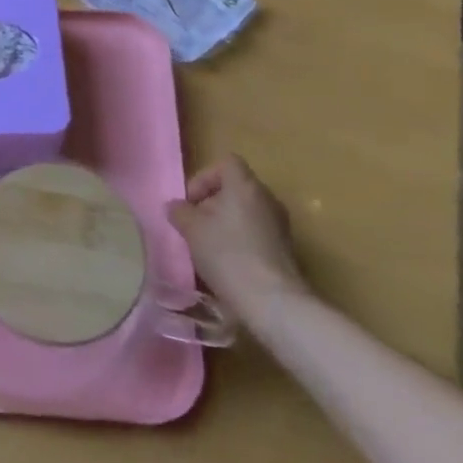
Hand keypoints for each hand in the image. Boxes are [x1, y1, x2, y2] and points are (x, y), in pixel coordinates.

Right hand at [165, 155, 307, 327]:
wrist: (271, 300)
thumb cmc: (227, 253)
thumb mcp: (192, 230)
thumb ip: (180, 212)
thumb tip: (176, 206)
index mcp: (245, 186)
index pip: (226, 163)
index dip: (204, 177)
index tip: (190, 201)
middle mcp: (267, 198)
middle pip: (236, 188)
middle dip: (211, 202)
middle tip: (194, 224)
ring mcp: (280, 224)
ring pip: (246, 211)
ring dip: (225, 222)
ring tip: (208, 245)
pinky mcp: (285, 248)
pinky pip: (257, 232)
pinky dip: (240, 239)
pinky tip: (227, 262)